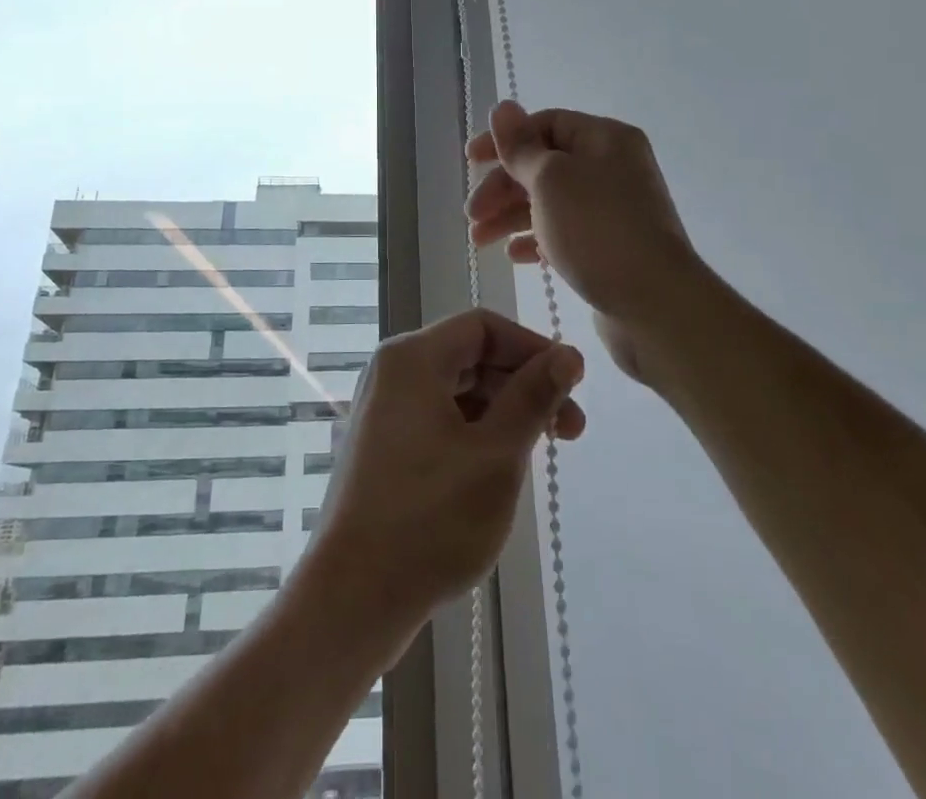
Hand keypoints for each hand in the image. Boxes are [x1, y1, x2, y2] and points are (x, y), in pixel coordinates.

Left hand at [311, 308, 585, 626]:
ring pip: (457, 390)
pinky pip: (438, 417)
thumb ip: (533, 397)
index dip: (532, 347)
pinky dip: (476, 430)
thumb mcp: (496, 454)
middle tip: (571, 428)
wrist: (352, 598)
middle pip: (470, 356)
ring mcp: (384, 409)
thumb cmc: (430, 519)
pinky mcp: (383, 445)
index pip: (482, 326)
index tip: (572, 382)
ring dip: (504, 410)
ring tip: (543, 450)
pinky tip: (501, 465)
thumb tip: (568, 355)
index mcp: (412, 358)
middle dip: (523, 383)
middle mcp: (392, 372)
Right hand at [466, 101, 701, 383]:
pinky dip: (535, 239)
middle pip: (544, 164)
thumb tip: (502, 106)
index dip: (505, 140)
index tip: (470, 161)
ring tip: (479, 241)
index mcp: (605, 139)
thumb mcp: (551, 179)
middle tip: (472, 214)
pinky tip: (514, 257)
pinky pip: (564, 232)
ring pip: (550, 201)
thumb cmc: (598, 230)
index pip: (546, 124)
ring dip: (510, 216)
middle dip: (502, 186)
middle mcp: (612, 168)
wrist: (656, 306)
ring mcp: (613, 210)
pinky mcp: (610, 247)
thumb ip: (520, 146)